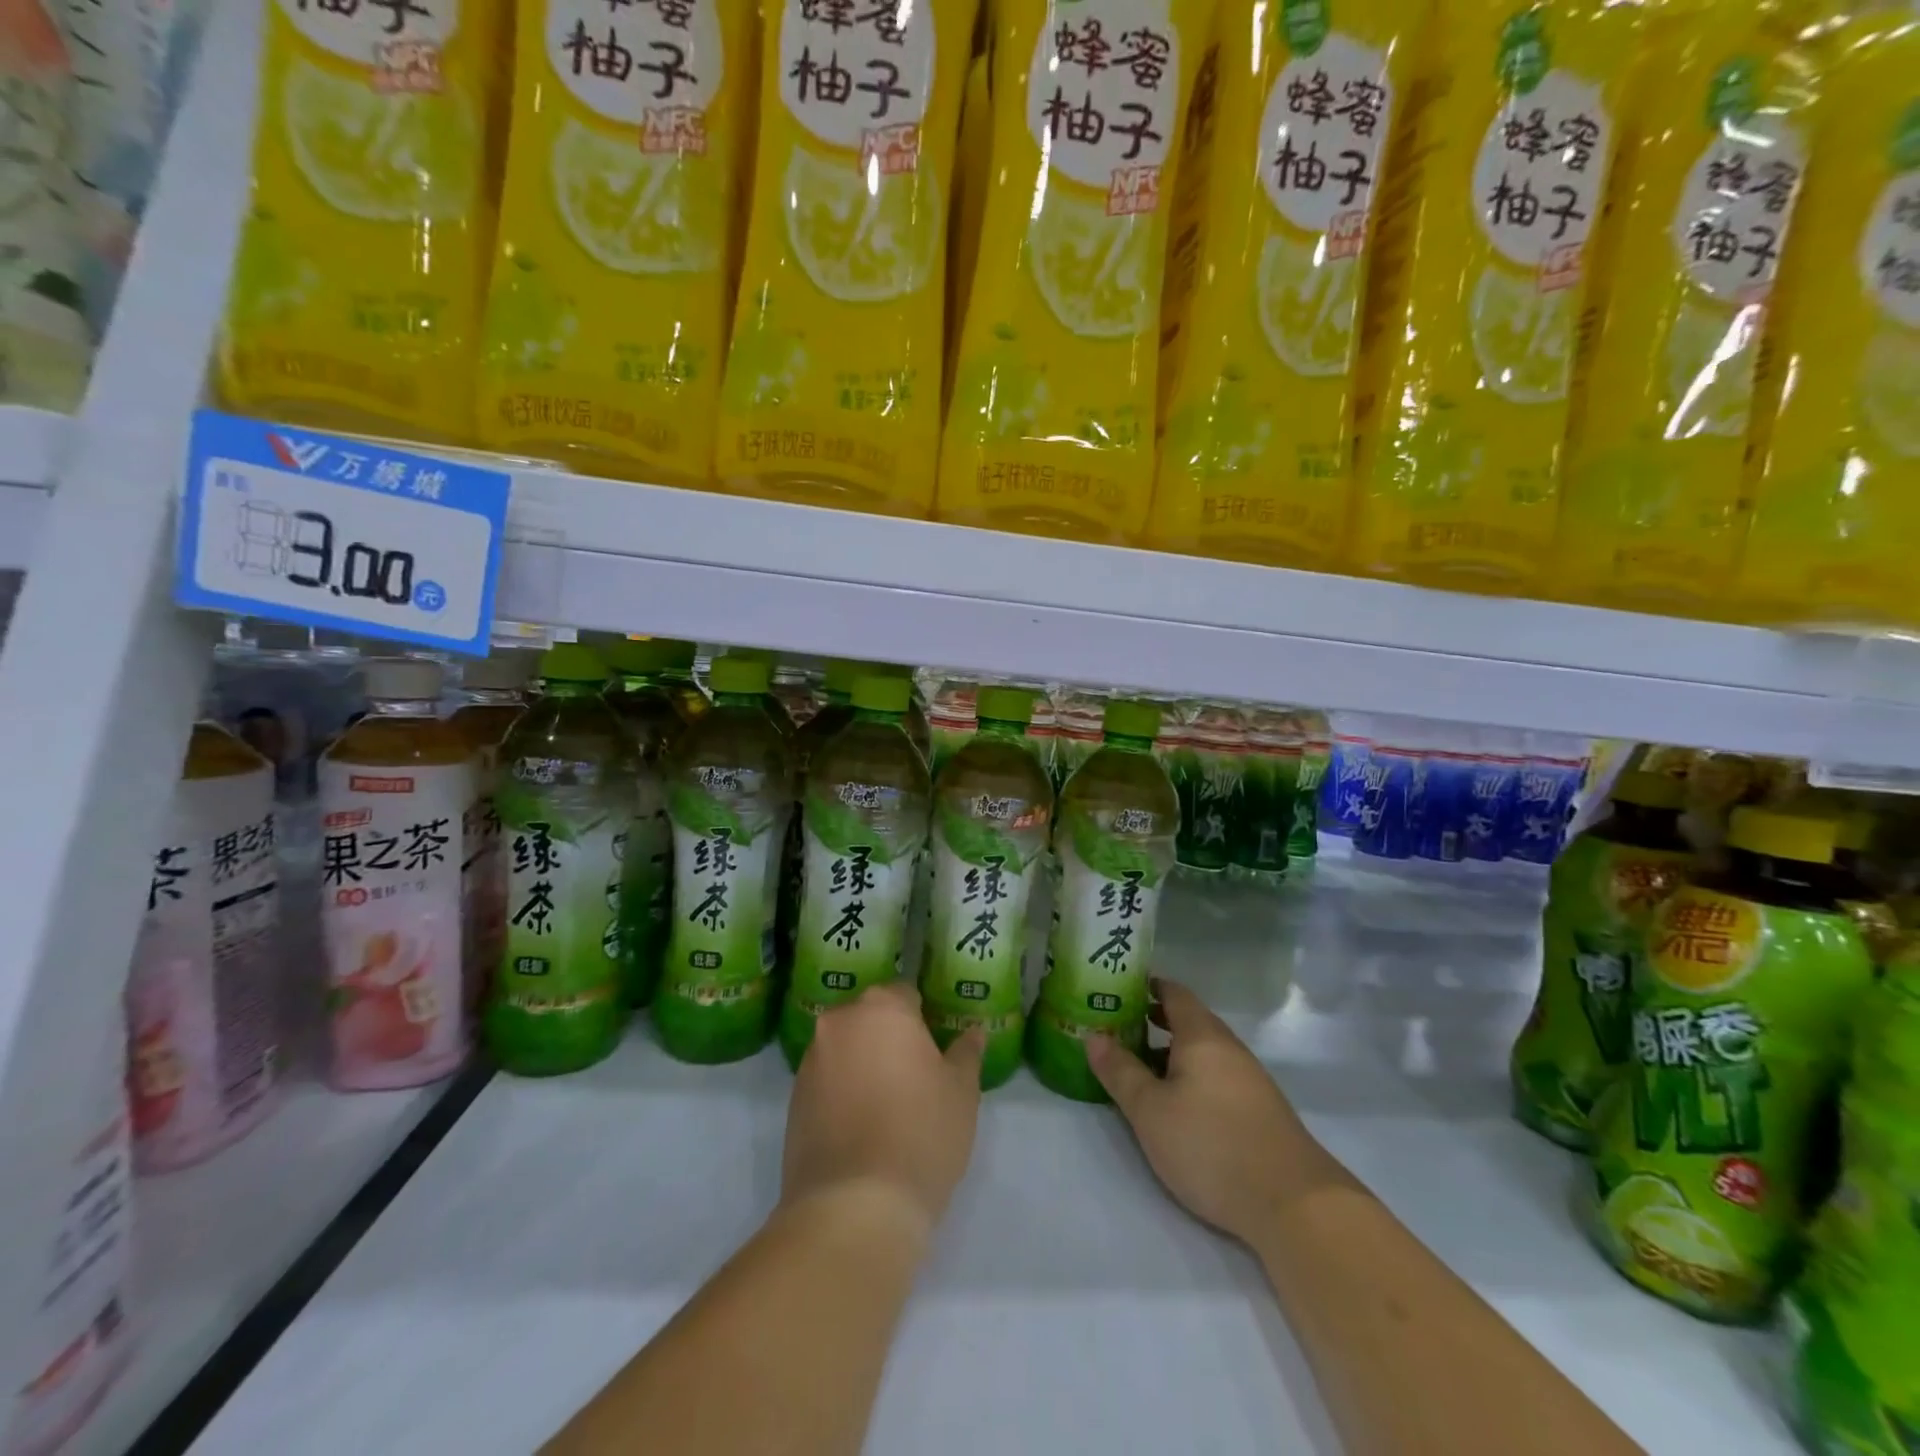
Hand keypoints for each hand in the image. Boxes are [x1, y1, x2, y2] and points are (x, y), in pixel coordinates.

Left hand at [780, 982, 985, 1237]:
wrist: (854, 1207)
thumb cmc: (921, 1134)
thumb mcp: (962, 1092)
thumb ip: (966, 1053)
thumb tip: (972, 1032)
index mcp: (881, 1008)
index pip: (907, 995)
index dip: (926, 1020)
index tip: (938, 1051)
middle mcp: (839, 1023)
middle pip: (871, 1019)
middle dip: (891, 1039)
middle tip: (917, 1078)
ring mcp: (810, 1061)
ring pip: (847, 1049)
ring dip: (865, 1065)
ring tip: (889, 1108)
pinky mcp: (792, 1100)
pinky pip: (827, 1082)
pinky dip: (843, 1093)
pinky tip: (863, 1130)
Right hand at [1087, 978, 1340, 1243]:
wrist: (1295, 1205)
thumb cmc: (1211, 1146)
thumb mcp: (1150, 1111)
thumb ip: (1120, 1071)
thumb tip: (1093, 1035)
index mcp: (1202, 1036)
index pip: (1174, 992)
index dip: (1146, 986)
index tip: (1117, 988)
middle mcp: (1229, 1048)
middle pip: (1189, 1020)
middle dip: (1154, 1021)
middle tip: (1118, 1029)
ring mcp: (1250, 1079)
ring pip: (1204, 1051)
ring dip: (1172, 1052)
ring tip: (1139, 1068)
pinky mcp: (1260, 1110)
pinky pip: (1217, 1076)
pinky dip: (1191, 1076)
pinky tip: (1177, 1105)